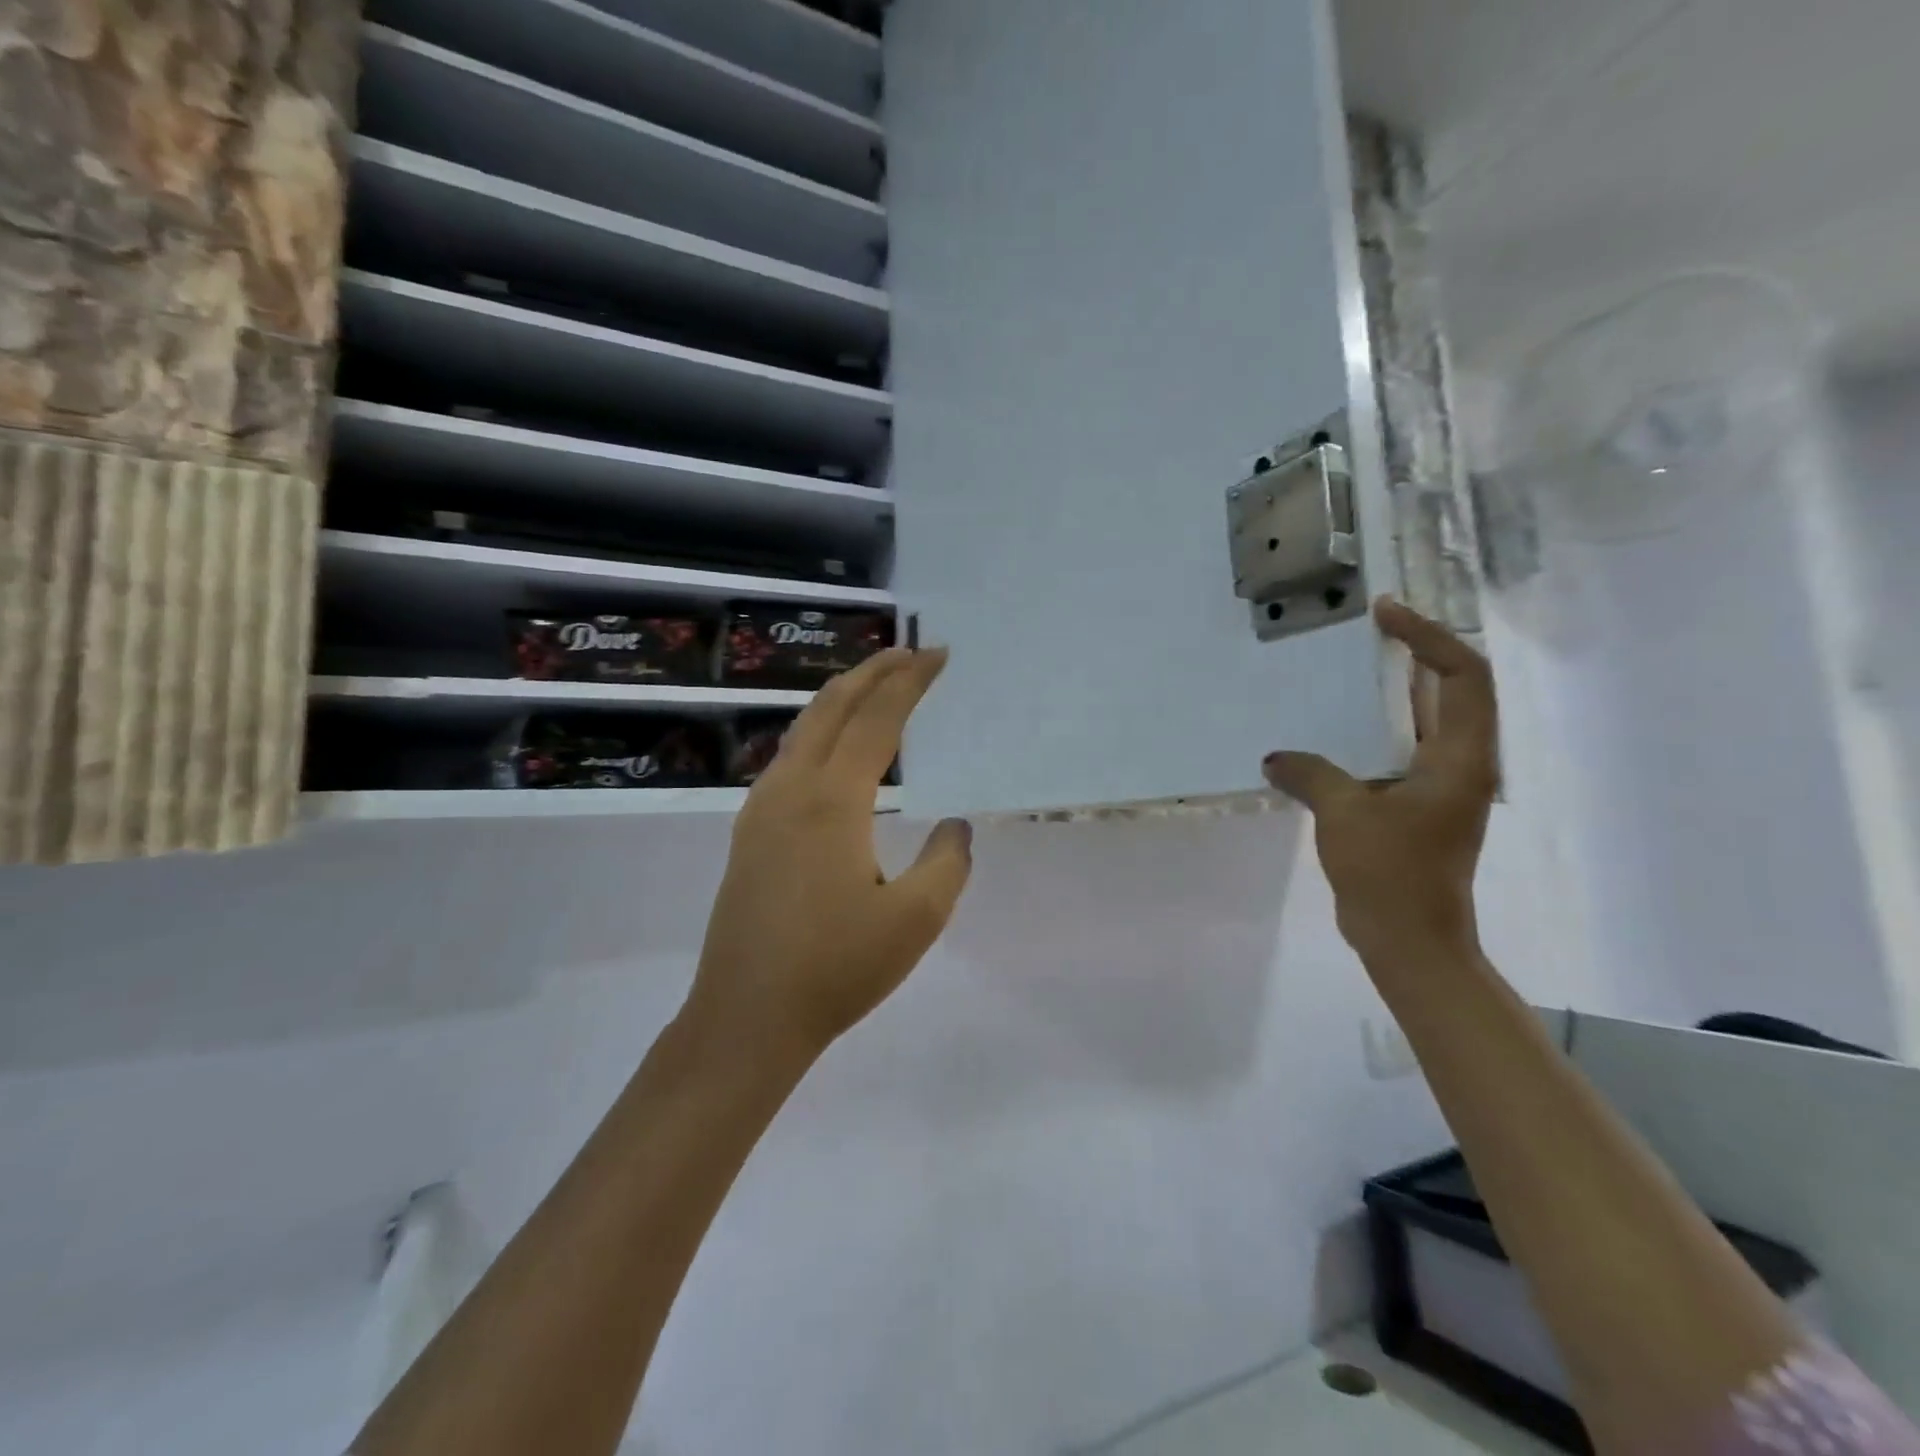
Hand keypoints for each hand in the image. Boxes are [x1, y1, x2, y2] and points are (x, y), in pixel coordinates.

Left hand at [685, 648, 973, 1061]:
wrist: (746, 1018)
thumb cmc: (836, 969)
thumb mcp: (916, 919)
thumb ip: (947, 862)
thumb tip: (955, 827)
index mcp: (832, 800)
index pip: (877, 719)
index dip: (910, 681)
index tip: (938, 655)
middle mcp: (791, 789)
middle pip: (832, 707)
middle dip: (873, 672)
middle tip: (911, 653)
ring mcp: (761, 810)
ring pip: (804, 729)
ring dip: (842, 699)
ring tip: (875, 687)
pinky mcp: (750, 833)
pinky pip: (788, 758)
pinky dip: (820, 732)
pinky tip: (833, 751)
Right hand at [1263, 599, 1499, 959]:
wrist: (1410, 939)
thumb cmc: (1390, 872)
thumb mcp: (1344, 814)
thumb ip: (1310, 774)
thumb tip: (1274, 758)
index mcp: (1460, 759)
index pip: (1461, 676)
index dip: (1428, 637)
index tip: (1385, 615)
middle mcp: (1461, 764)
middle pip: (1453, 690)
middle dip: (1419, 652)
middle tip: (1373, 628)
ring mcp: (1441, 786)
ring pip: (1428, 720)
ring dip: (1400, 689)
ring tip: (1356, 665)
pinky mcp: (1418, 805)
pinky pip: (1403, 748)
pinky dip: (1379, 727)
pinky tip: (1340, 725)